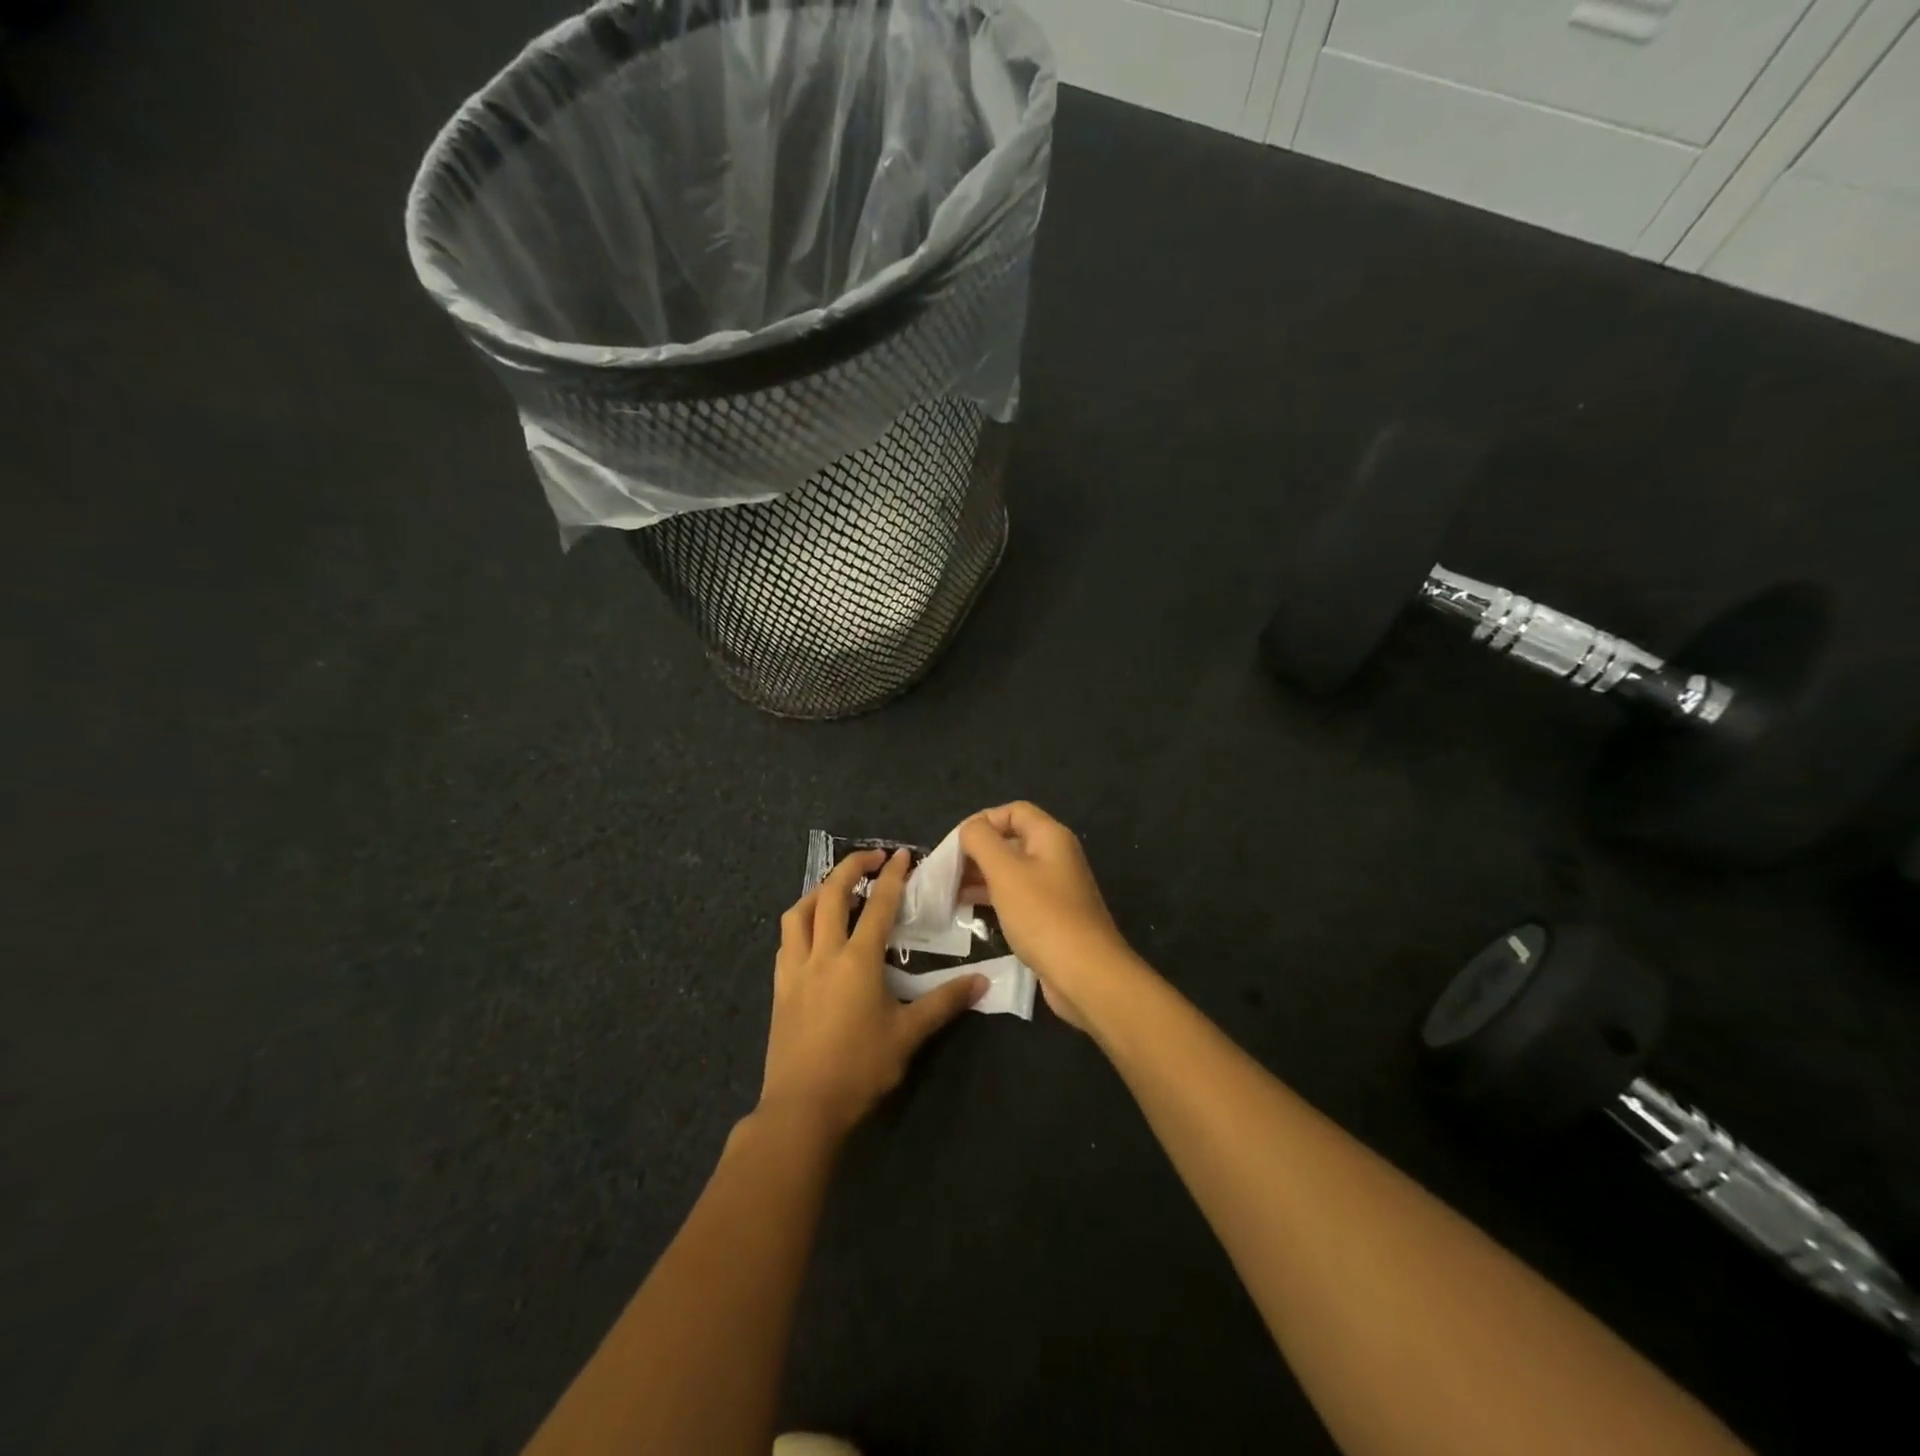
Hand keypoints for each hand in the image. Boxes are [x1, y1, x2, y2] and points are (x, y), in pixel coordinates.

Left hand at [760, 848, 984, 1139]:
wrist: (803, 1108)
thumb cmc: (860, 1068)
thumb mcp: (909, 1035)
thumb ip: (944, 1003)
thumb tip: (982, 982)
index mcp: (857, 960)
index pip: (878, 905)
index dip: (893, 876)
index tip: (903, 855)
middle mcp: (823, 953)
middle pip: (830, 894)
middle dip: (851, 867)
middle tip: (872, 857)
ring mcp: (795, 969)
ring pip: (799, 912)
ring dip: (818, 890)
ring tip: (836, 888)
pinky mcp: (780, 987)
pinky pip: (786, 941)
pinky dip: (800, 922)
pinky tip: (812, 932)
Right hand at [959, 802, 1138, 1031]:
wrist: (1086, 975)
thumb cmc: (1043, 916)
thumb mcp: (1005, 871)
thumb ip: (981, 841)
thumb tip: (970, 829)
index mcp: (1050, 837)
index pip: (1013, 811)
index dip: (982, 821)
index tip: (955, 844)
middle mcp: (1056, 856)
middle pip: (1011, 840)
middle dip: (977, 851)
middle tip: (946, 871)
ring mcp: (1055, 888)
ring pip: (1012, 870)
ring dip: (981, 876)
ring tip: (949, 892)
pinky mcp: (1051, 916)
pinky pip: (1017, 896)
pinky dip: (993, 897)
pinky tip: (969, 910)